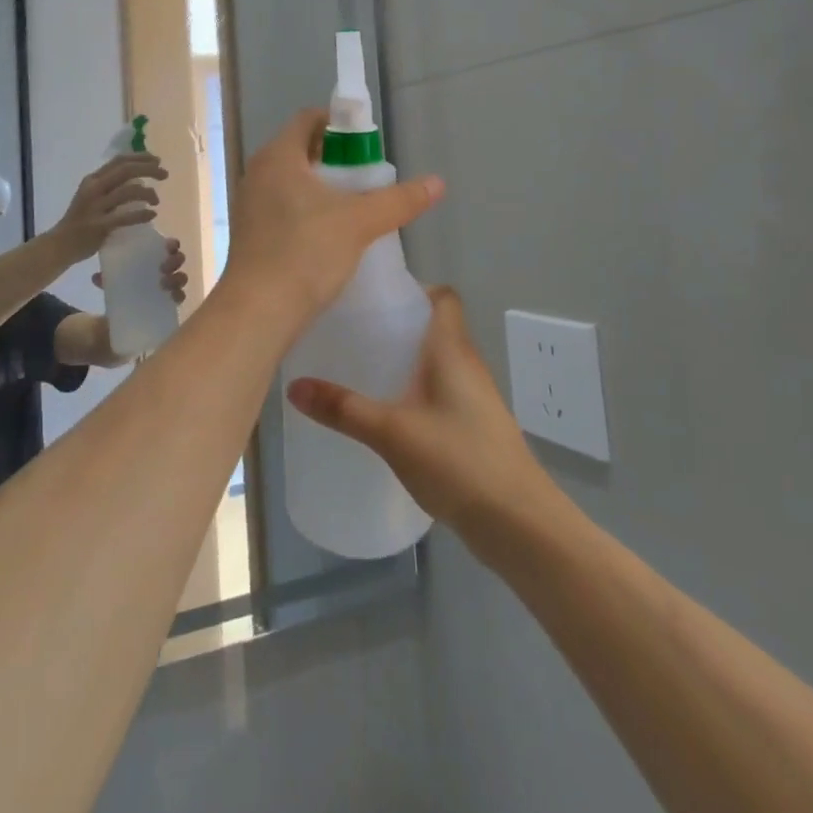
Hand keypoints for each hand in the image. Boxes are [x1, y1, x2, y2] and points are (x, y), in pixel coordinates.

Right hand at [53, 153, 166, 263]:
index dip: (140, 157)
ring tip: (157, 200)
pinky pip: (126, 217)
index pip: (119, 160)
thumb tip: (139, 180)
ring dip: (148, 193)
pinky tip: (152, 215)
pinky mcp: (99, 226)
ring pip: (128, 191)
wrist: (60, 245)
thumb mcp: (92, 196)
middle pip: (126, 170)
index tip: (157, 160)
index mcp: (92, 179)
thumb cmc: (80, 220)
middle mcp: (93, 189)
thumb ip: (111, 186)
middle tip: (165, 175)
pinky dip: (142, 214)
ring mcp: (96, 207)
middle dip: (149, 169)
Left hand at [91, 237, 190, 304]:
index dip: (172, 244)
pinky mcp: (169, 302)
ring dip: (176, 278)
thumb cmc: (121, 284)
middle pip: (178, 260)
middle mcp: (165, 269)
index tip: (168, 246)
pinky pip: (179, 297)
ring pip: (181, 278)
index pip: (169, 246)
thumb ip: (106, 276)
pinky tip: (172, 296)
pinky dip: (178, 295)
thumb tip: (95, 277)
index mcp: (153, 256)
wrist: (120, 313)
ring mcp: (169, 285)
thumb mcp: (113, 277)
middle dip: (174, 261)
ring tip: (163, 283)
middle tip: (163, 267)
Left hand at [218, 109, 443, 332]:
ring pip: (291, 181)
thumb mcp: (359, 223)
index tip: (367, 145)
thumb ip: (399, 200)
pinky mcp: (249, 233)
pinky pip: (281, 207)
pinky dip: (305, 210)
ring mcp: (249, 204)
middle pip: (300, 150)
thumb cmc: (306, 252)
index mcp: (278, 156)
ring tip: (353, 208)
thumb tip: (437, 182)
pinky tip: (328, 235)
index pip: (308, 119)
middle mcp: (257, 173)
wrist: (258, 311)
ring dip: (321, 187)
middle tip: (367, 178)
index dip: (340, 124)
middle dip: (335, 159)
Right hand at [286, 288, 543, 533]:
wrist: (519, 524)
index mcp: (452, 349)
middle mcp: (467, 364)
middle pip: (434, 326)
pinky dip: (416, 390)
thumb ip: (343, 409)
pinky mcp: (475, 427)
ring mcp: (475, 398)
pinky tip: (388, 411)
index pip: (443, 297)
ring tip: (362, 365)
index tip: (375, 297)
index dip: (414, 288)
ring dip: (406, 359)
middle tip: (354, 330)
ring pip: (437, 361)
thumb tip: (293, 387)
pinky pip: (441, 391)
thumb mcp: (391, 432)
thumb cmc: (459, 461)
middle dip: (397, 324)